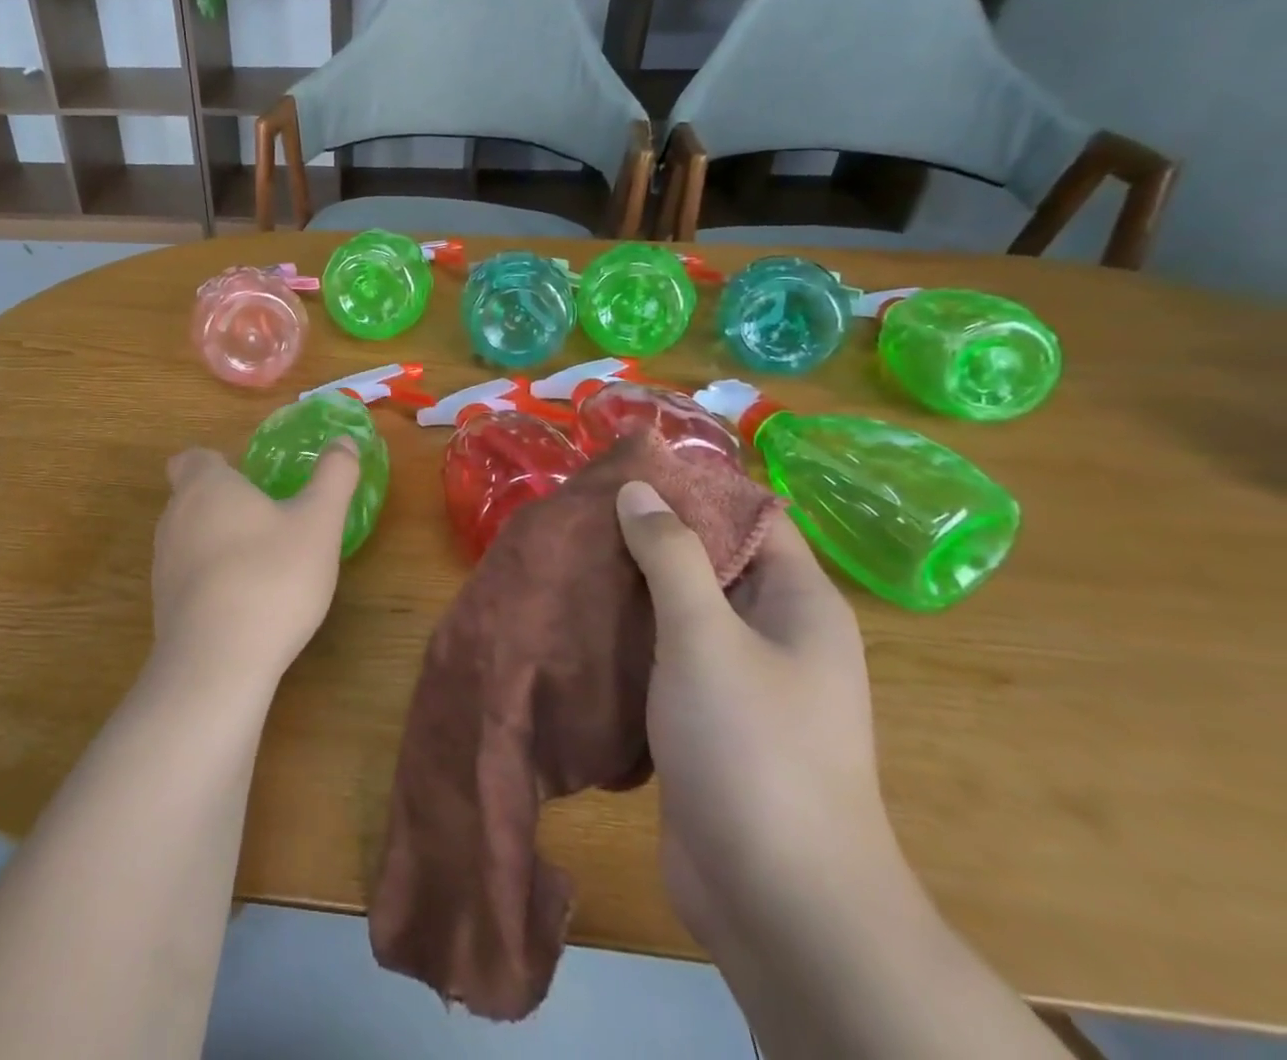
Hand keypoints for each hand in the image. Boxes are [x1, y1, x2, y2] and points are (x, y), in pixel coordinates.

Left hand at [149, 440, 360, 694]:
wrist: (218, 663)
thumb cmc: (272, 576)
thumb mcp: (319, 523)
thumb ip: (334, 477)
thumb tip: (345, 440)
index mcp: (206, 486)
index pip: (193, 458)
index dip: (217, 463)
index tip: (249, 479)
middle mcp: (175, 517)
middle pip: (191, 497)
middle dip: (224, 503)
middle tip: (269, 520)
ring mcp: (163, 565)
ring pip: (188, 538)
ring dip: (218, 543)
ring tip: (262, 564)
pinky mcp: (163, 606)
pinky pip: (188, 578)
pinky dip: (211, 580)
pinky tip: (245, 604)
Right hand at [616, 481, 903, 955]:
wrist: (778, 902)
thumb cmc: (753, 748)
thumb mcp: (706, 636)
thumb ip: (670, 555)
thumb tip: (639, 488)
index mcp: (799, 603)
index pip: (751, 516)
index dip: (696, 486)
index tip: (629, 468)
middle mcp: (776, 632)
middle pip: (712, 558)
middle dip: (652, 531)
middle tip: (584, 508)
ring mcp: (740, 678)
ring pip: (682, 607)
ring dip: (634, 582)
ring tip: (571, 550)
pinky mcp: (705, 716)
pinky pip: (666, 652)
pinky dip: (629, 630)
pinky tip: (580, 614)